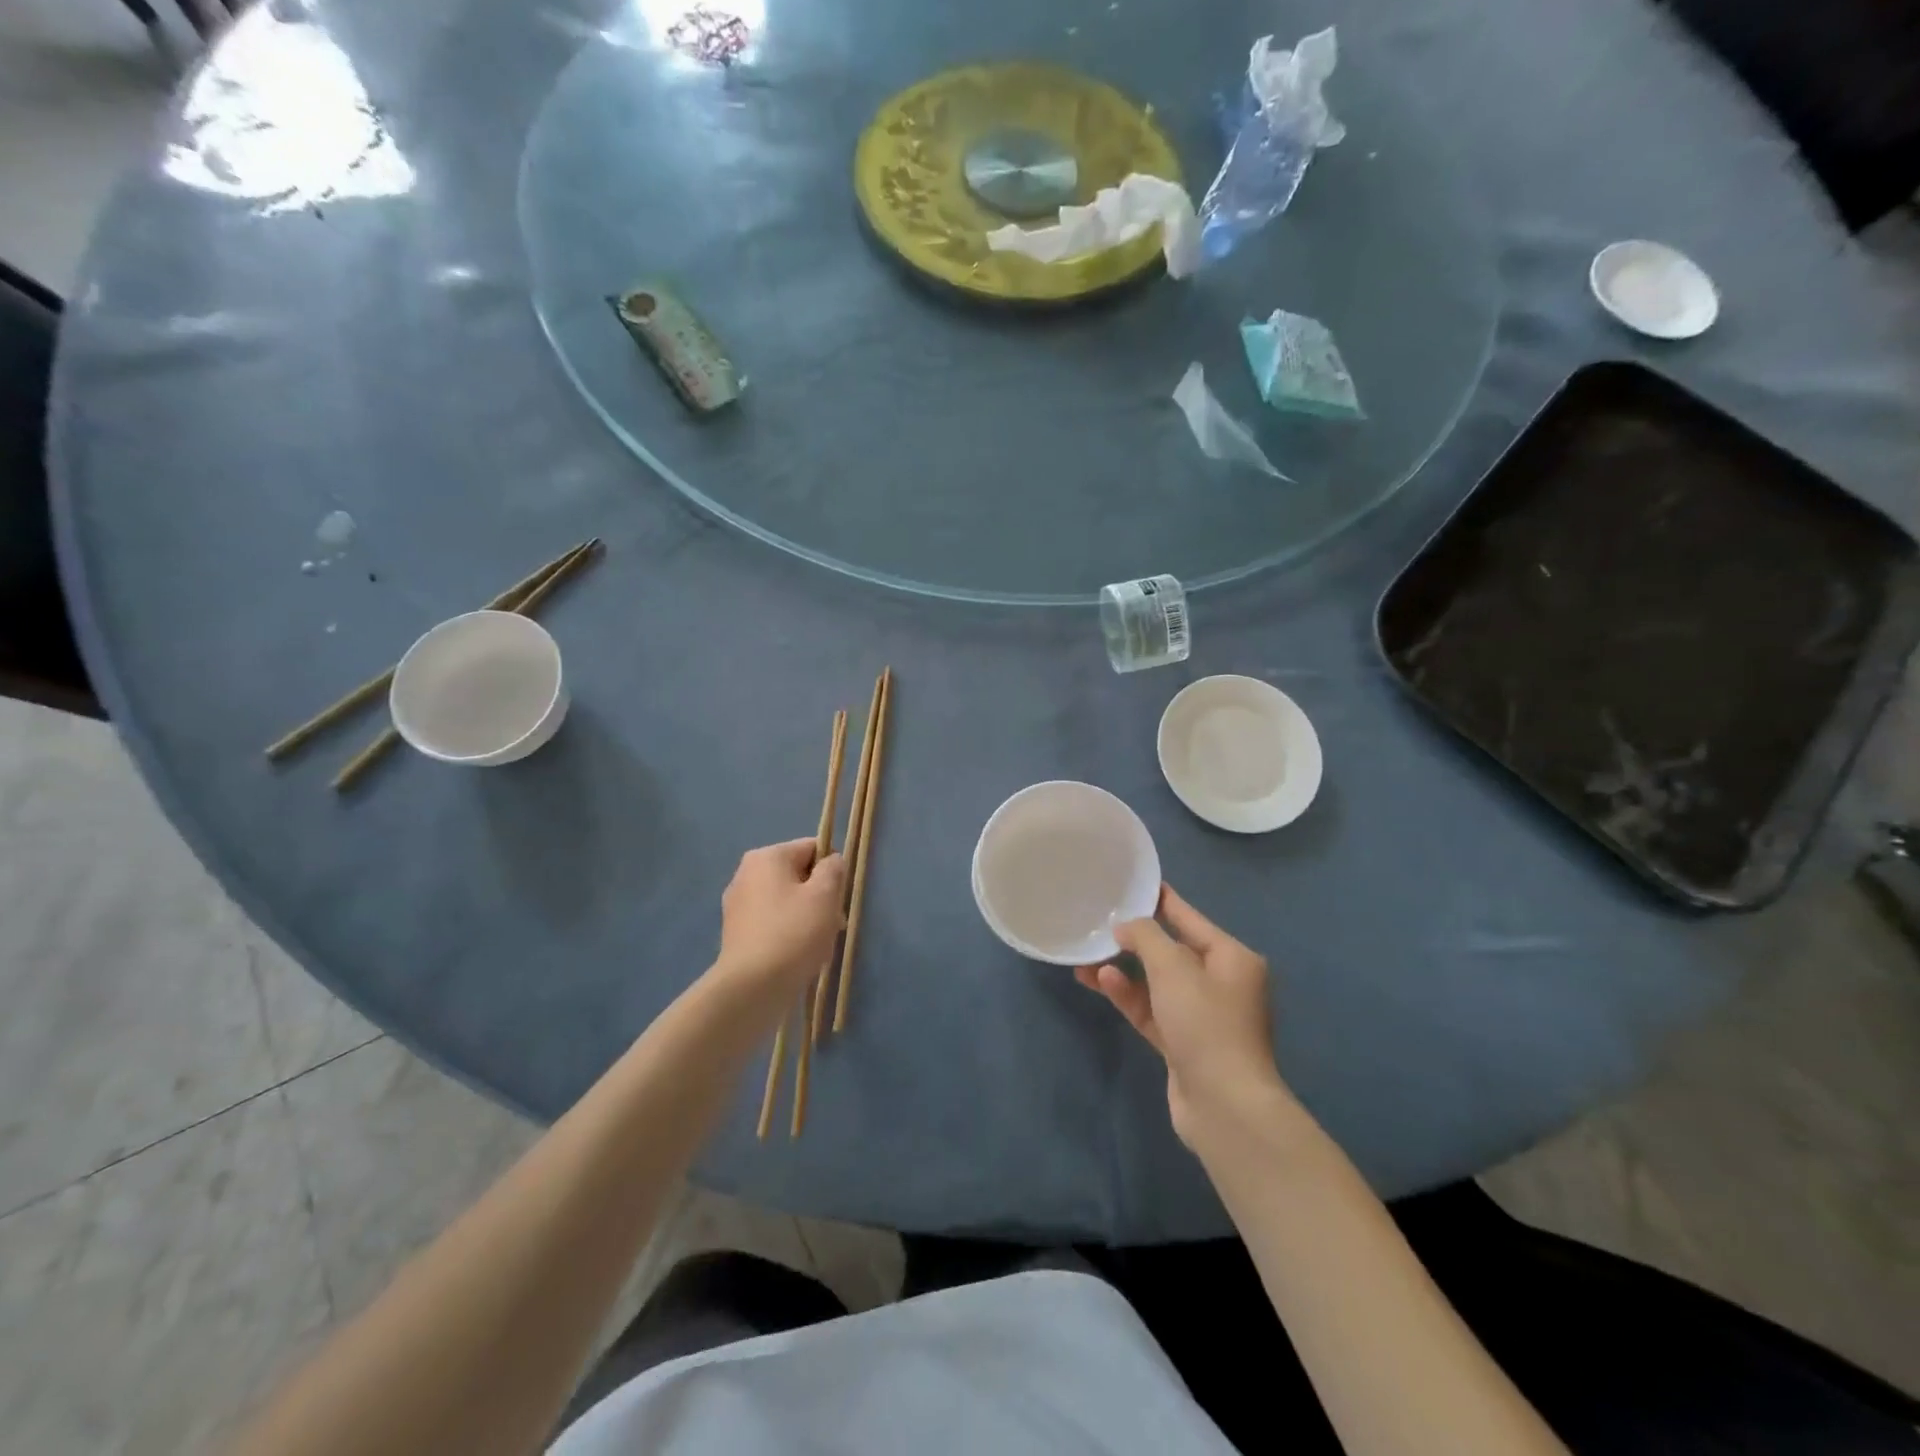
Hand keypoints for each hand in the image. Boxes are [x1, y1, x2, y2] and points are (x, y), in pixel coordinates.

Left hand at [712, 840, 846, 1002]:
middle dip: (821, 896)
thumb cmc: (793, 933)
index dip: (833, 870)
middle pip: (799, 874)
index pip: (812, 848)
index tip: (839, 898)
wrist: (752, 987)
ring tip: (818, 944)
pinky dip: (789, 932)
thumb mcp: (825, 895)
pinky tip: (798, 955)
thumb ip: (833, 869)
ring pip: (787, 900)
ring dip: (808, 916)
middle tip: (833, 924)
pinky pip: (773, 922)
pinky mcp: (737, 932)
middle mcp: (746, 874)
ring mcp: (738, 904)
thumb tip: (831, 862)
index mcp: (766, 857)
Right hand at [1076, 884, 1291, 1149]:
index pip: (1189, 918)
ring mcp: (1202, 1016)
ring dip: (1124, 969)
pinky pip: (1151, 1009)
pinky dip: (1128, 995)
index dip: (1160, 900)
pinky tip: (1100, 982)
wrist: (1224, 1105)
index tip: (1133, 883)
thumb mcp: (1172, 967)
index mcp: (1232, 958)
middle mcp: (1221, 983)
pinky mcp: (1183, 1043)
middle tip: (1099, 922)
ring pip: (1156, 982)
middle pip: (1171, 950)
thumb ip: (1145, 937)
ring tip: (1087, 956)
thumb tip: (1126, 926)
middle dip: (1134, 939)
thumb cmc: (1205, 1023)